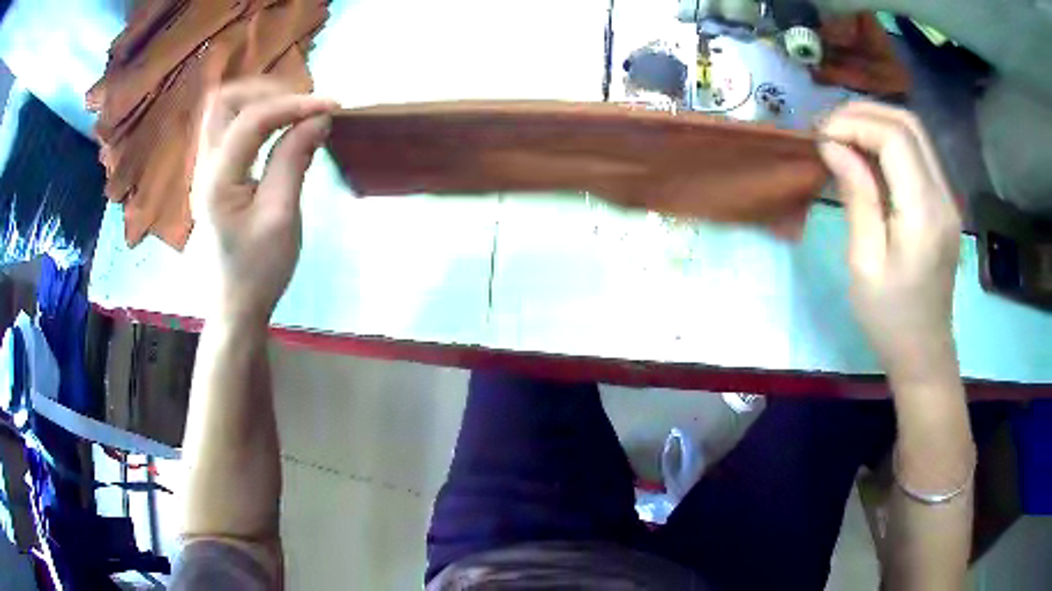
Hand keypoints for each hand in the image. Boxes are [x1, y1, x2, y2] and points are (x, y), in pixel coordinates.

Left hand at [192, 78, 338, 323]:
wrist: (236, 304)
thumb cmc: (258, 269)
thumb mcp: (282, 216)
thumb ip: (294, 160)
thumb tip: (318, 118)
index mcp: (218, 178)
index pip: (252, 119)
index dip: (294, 105)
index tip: (332, 107)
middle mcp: (205, 166)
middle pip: (223, 102)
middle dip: (265, 92)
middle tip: (301, 104)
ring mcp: (207, 170)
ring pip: (224, 112)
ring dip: (259, 102)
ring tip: (294, 112)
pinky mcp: (216, 176)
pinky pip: (230, 130)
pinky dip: (256, 119)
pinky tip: (279, 131)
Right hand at [818, 102, 962, 386]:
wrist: (924, 353)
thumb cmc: (889, 319)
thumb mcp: (864, 263)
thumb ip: (857, 197)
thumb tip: (833, 146)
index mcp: (924, 214)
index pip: (894, 138)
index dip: (855, 123)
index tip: (821, 135)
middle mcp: (943, 196)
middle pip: (908, 123)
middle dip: (864, 112)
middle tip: (829, 127)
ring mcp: (948, 198)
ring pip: (915, 133)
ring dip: (876, 123)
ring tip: (843, 135)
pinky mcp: (944, 204)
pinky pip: (918, 154)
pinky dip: (889, 142)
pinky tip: (867, 155)